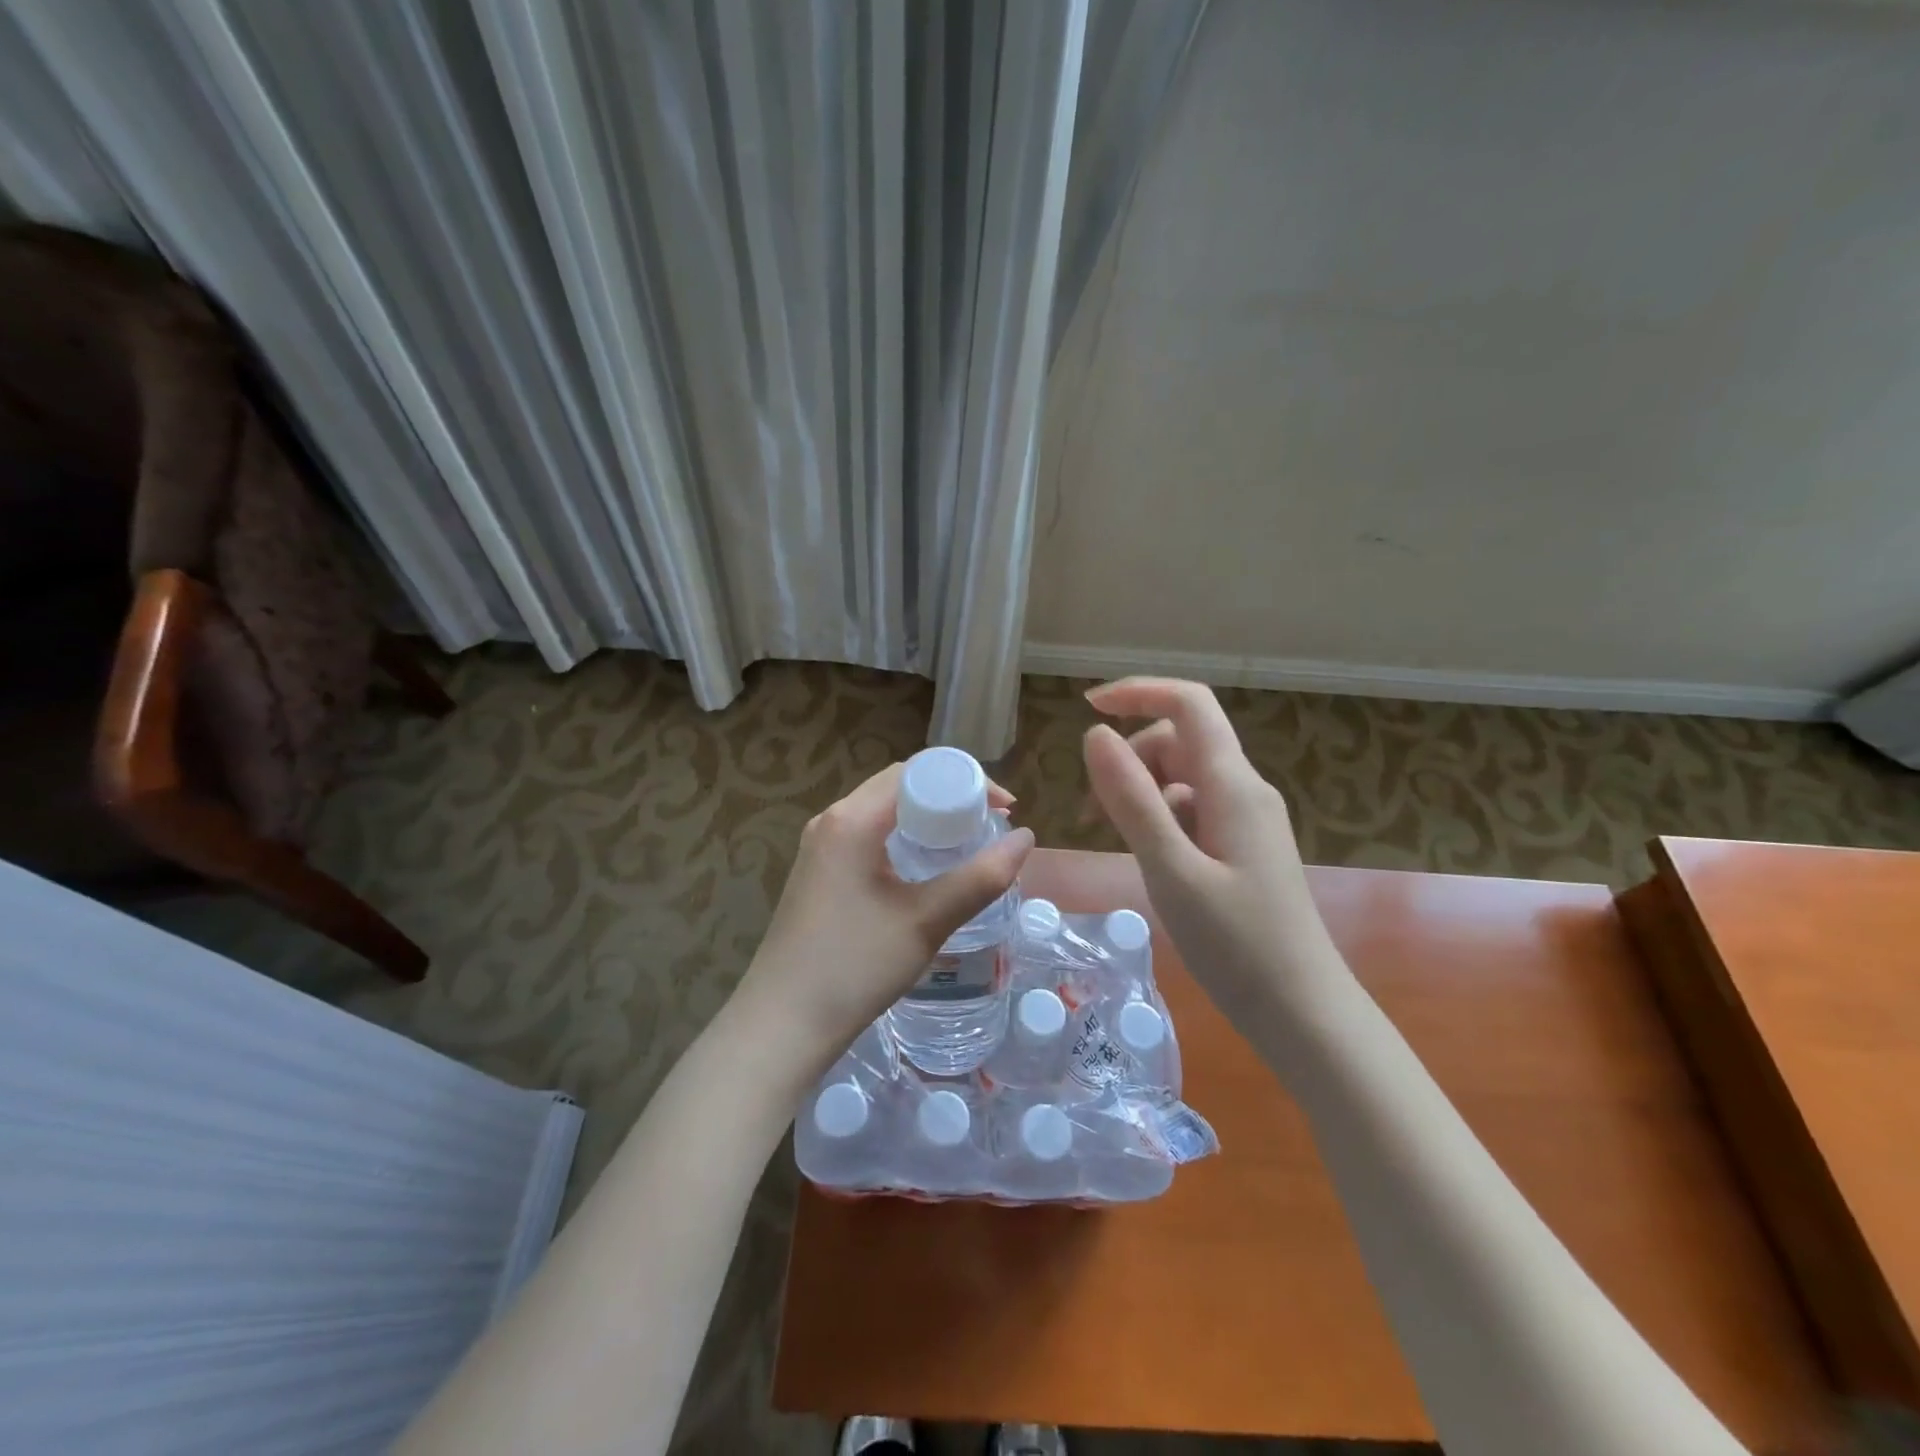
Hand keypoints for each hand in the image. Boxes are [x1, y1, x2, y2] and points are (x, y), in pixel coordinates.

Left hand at [734, 762, 1034, 1083]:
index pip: (916, 772)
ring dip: (925, 818)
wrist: (782, 1024)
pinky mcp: (817, 872)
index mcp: (853, 819)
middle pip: (898, 786)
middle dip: (948, 797)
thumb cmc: (855, 967)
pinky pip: (866, 835)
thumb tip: (1026, 838)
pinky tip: (923, 869)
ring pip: (881, 811)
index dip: (965, 782)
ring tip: (965, 844)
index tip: (1003, 809)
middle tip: (989, 825)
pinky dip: (902, 838)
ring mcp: (819, 847)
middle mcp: (831, 820)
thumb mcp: (926, 921)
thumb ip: (980, 877)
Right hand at [1081, 677, 1347, 1024]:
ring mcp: (1247, 820)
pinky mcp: (1243, 847)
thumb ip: (1132, 800)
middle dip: (1129, 759)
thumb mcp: (1171, 870)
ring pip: (1182, 778)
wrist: (1303, 1013)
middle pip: (1179, 741)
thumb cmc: (1236, 944)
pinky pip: (1192, 810)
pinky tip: (1149, 860)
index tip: (1087, 707)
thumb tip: (1093, 735)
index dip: (1138, 692)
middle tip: (1093, 812)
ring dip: (1140, 792)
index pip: (1189, 704)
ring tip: (1115, 840)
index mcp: (1232, 785)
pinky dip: (1160, 820)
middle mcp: (1244, 790)